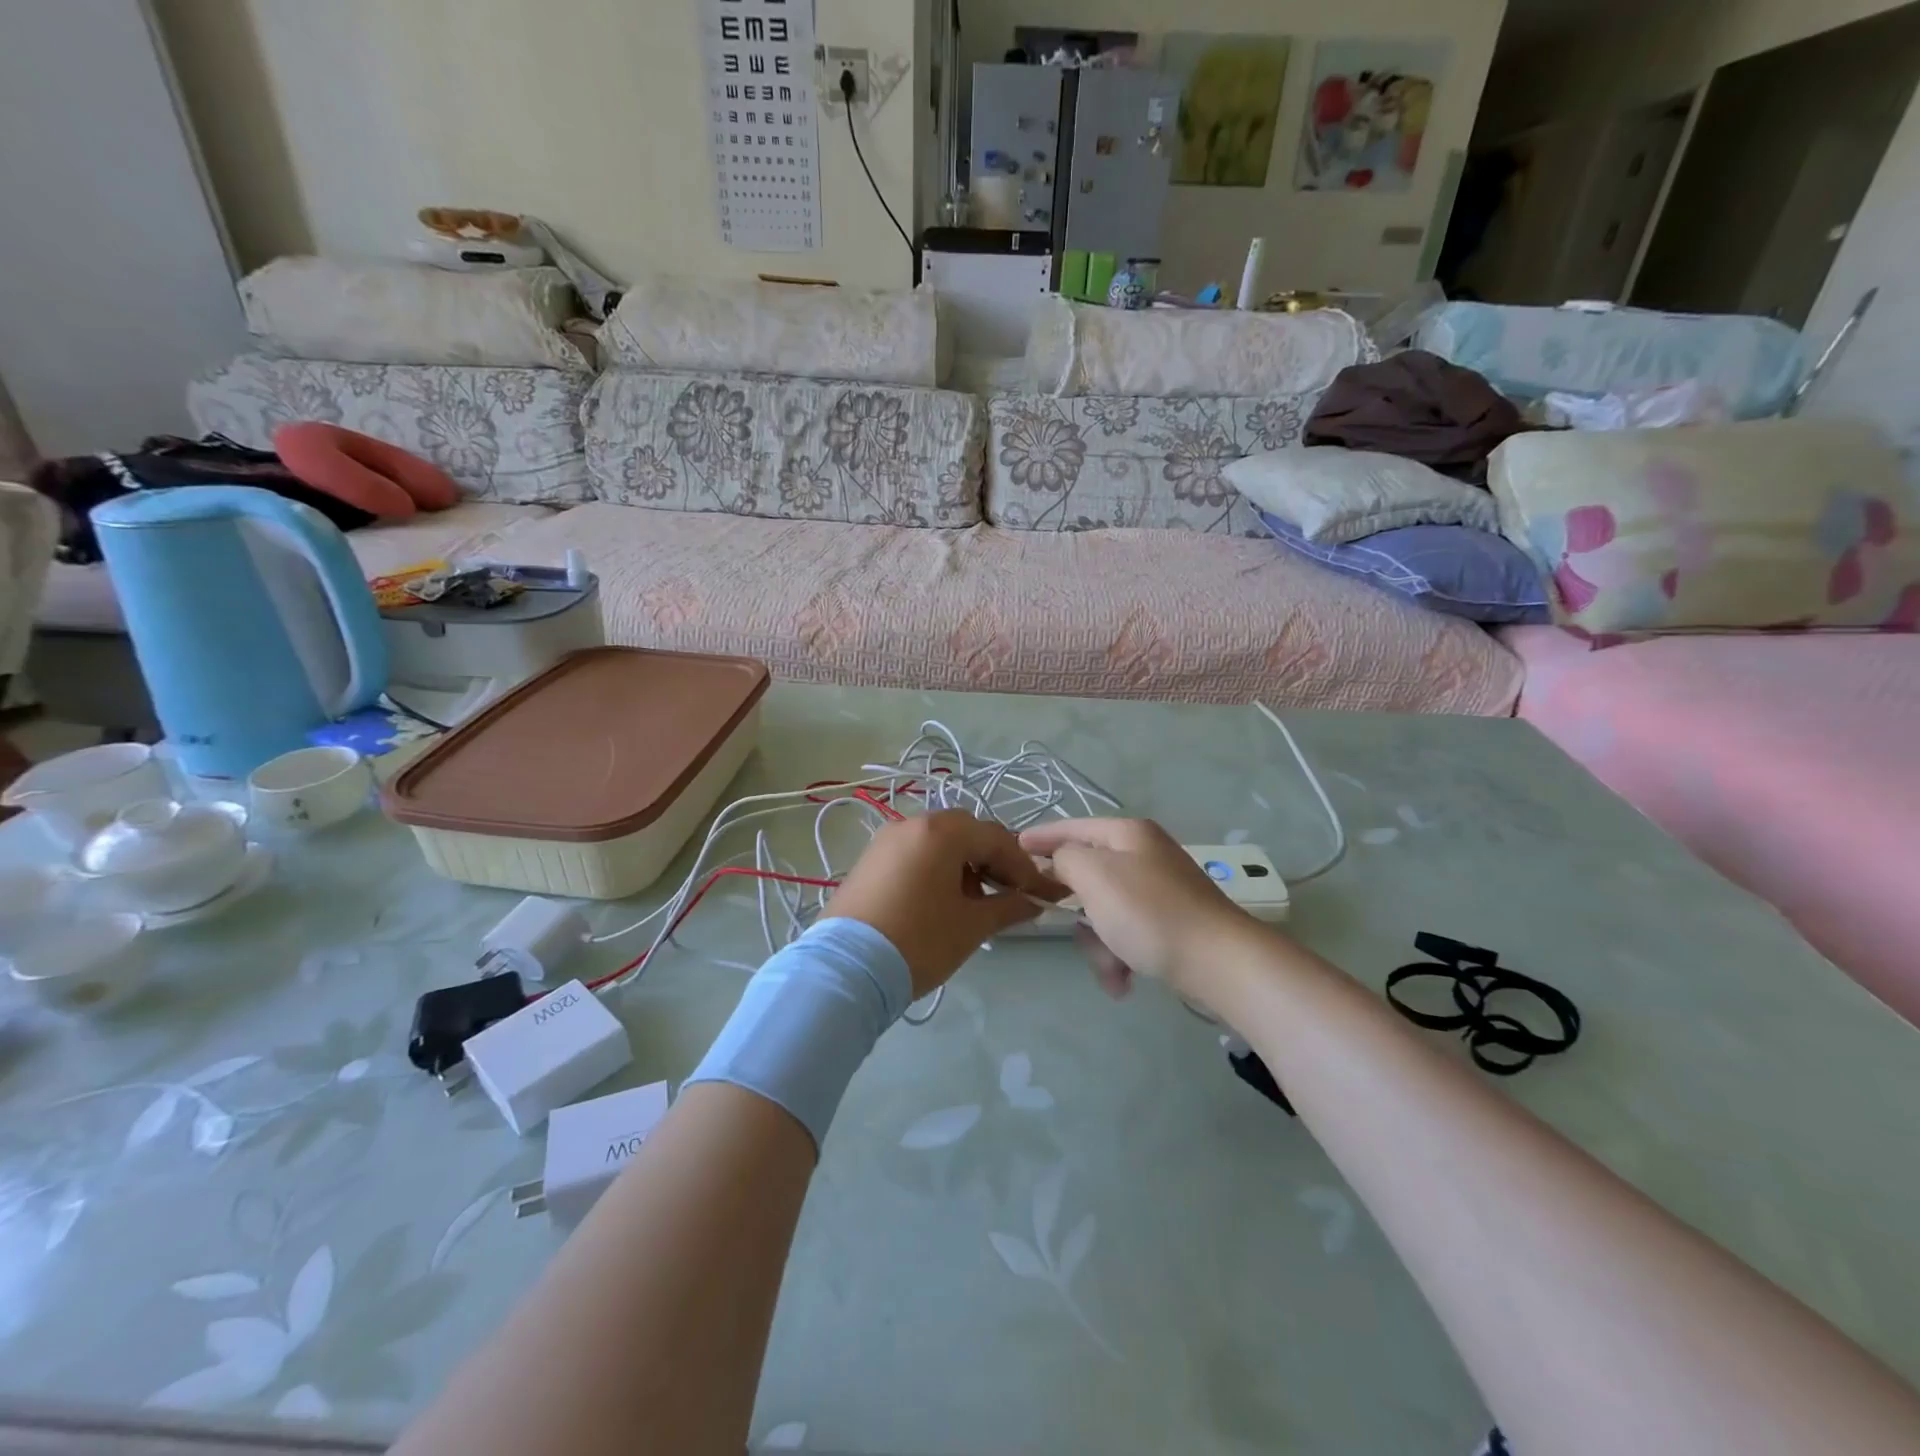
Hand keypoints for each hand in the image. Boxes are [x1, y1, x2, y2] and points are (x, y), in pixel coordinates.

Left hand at [822, 811, 1062, 996]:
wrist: (846, 969)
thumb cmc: (919, 941)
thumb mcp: (971, 926)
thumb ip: (1008, 907)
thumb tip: (1034, 902)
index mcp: (941, 831)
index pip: (996, 838)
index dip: (1023, 866)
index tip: (1039, 894)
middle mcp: (912, 824)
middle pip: (967, 832)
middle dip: (993, 860)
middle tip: (1009, 893)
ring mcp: (886, 840)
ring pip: (939, 842)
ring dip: (965, 864)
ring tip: (976, 902)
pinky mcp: (870, 860)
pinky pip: (915, 853)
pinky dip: (937, 868)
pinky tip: (943, 900)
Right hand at [1019, 818, 1264, 1001]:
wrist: (1220, 962)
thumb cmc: (1149, 913)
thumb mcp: (1094, 876)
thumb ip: (1065, 858)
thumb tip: (1059, 860)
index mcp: (1128, 834)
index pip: (1072, 827)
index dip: (1041, 837)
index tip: (1014, 848)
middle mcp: (1145, 854)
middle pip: (1088, 876)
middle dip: (1077, 911)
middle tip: (1069, 929)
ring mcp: (1160, 889)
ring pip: (1105, 911)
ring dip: (1099, 944)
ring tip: (1112, 972)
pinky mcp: (1170, 922)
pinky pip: (1128, 933)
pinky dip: (1121, 956)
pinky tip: (1124, 981)